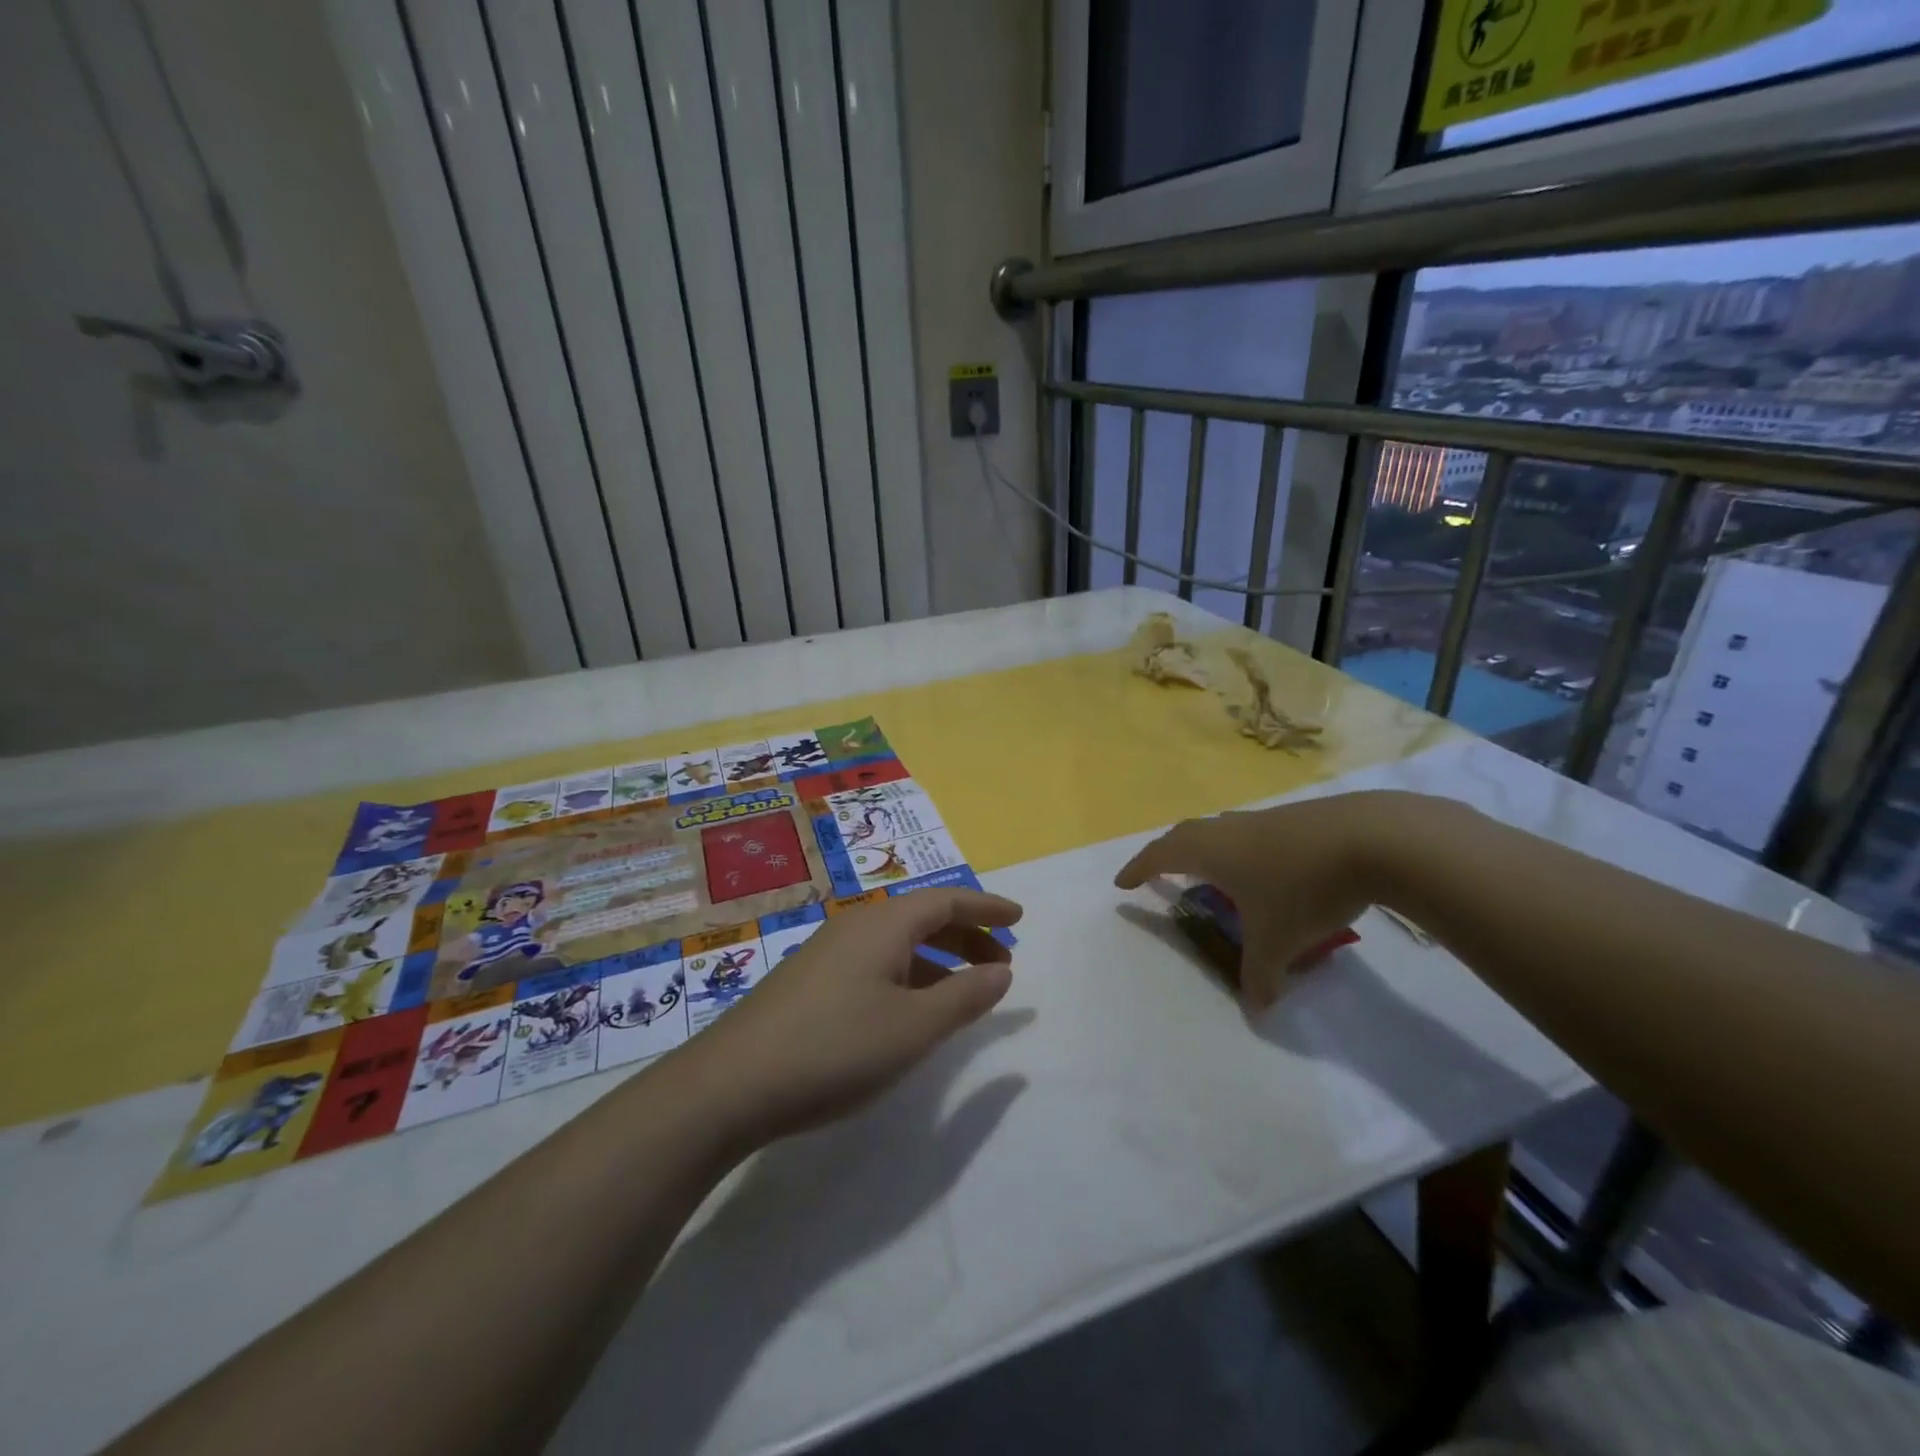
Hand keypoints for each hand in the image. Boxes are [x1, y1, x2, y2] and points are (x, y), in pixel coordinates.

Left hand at [673, 888, 1020, 1147]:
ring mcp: (827, 953)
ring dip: (937, 958)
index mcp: (884, 924)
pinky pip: (874, 962)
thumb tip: (1002, 970)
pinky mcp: (809, 982)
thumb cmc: (834, 1048)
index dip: (986, 908)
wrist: (729, 1084)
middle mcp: (855, 927)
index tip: (1019, 919)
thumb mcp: (913, 1028)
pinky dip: (907, 974)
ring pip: (896, 942)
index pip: (946, 900)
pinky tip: (909, 1009)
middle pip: (922, 916)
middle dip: (966, 934)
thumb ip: (964, 997)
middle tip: (1000, 962)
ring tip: (963, 988)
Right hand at [1115, 791, 1424, 1009]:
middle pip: (1184, 834)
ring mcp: (1263, 819)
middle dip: (1166, 854)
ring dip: (1205, 848)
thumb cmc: (1304, 888)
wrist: (1373, 838)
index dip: (1138, 869)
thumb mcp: (1278, 941)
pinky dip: (1241, 848)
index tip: (1122, 884)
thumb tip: (1256, 1010)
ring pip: (1219, 829)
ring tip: (1210, 871)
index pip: (1159, 855)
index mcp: (1210, 852)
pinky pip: (1251, 832)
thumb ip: (1260, 976)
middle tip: (1159, 873)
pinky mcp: (1296, 818)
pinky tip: (1264, 868)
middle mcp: (1229, 829)